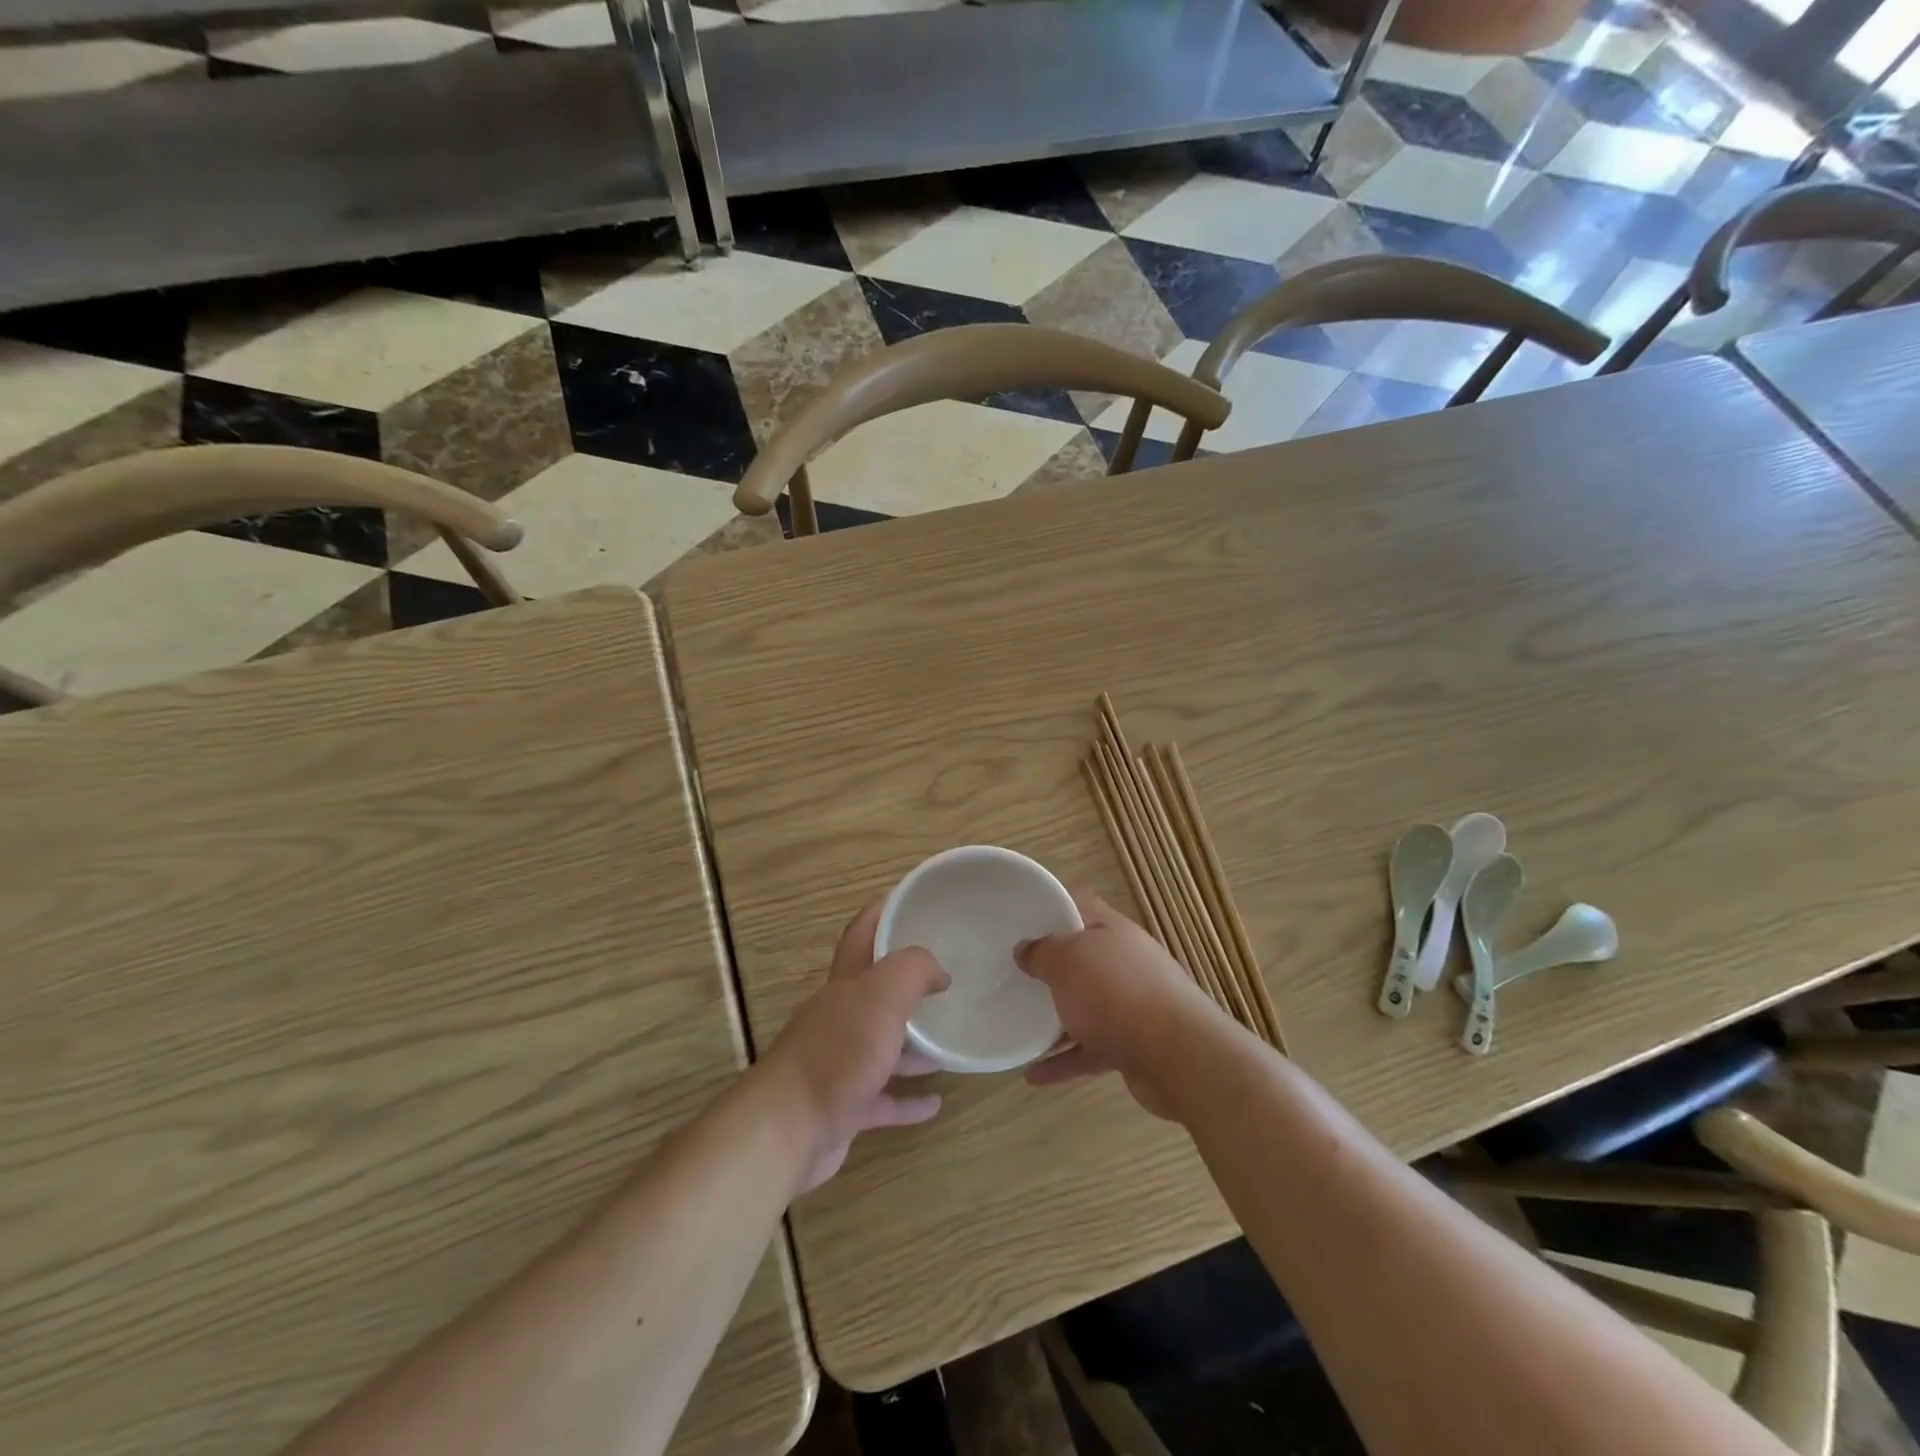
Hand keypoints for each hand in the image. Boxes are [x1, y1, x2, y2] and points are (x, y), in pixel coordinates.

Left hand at [760, 895, 948, 1192]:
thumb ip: (913, 969)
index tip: (907, 896)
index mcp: (845, 985)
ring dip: (915, 1045)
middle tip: (945, 978)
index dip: (881, 911)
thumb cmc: (839, 1051)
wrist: (788, 1129)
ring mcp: (840, 1064)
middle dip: (906, 983)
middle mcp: (840, 1019)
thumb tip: (938, 971)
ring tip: (949, 1042)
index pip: (861, 935)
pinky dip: (908, 1099)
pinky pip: (884, 1099)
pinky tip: (935, 1102)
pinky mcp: (844, 1108)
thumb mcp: (883, 994)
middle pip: (874, 992)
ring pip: (883, 1047)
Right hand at [1016, 893, 1225, 1118]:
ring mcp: (1131, 1006)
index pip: (1081, 904)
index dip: (1053, 904)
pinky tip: (1033, 1074)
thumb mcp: (1066, 960)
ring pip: (1085, 1006)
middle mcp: (1125, 963)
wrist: (1176, 1056)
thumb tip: (1025, 949)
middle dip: (1051, 965)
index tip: (1021, 915)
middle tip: (1015, 971)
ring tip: (1020, 1022)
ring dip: (1055, 1016)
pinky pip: (1089, 1049)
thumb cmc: (1115, 992)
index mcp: (1112, 931)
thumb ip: (1042, 952)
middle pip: (1083, 957)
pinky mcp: (1132, 1046)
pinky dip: (1063, 1061)